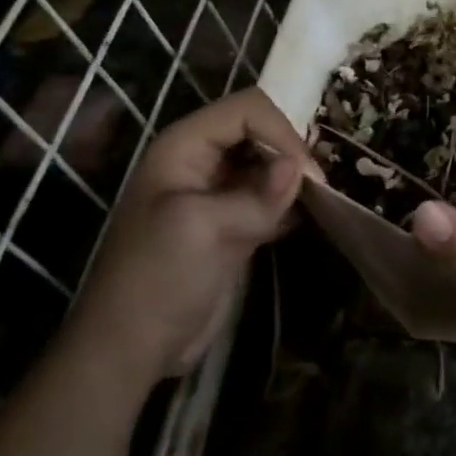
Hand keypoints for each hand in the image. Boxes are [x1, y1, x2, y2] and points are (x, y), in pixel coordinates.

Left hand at [63, 88, 311, 389]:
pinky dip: (292, 203)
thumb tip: (302, 168)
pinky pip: (270, 198)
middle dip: (291, 151)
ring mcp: (219, 194)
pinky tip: (310, 217)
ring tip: (321, 200)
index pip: (246, 110)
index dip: (281, 131)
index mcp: (184, 147)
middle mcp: (202, 161)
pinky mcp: (234, 224)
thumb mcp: (202, 228)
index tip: (306, 174)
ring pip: (269, 164)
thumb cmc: (157, 277)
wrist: (134, 346)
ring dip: (295, 178)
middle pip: (260, 131)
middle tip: (319, 188)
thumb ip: (256, 195)